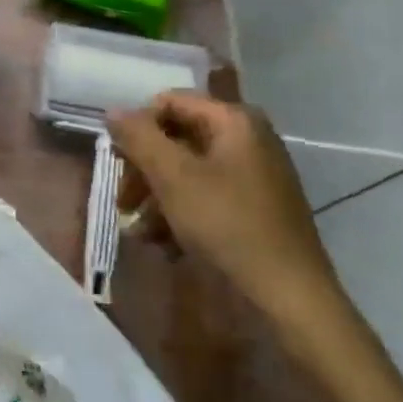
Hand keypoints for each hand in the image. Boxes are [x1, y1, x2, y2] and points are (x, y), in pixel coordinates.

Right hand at [108, 92, 340, 320]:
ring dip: (155, 198)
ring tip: (140, 232)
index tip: (119, 163)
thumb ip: (139, 137)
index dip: (138, 129)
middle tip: (124, 202)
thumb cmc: (228, 225)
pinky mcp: (252, 208)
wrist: (289, 298)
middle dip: (144, 170)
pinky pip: (204, 197)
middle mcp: (246, 139)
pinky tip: (164, 245)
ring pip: (186, 171)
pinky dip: (180, 215)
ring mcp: (252, 175)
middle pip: (175, 138)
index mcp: (234, 121)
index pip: (168, 103)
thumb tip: (113, 111)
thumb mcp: (173, 177)